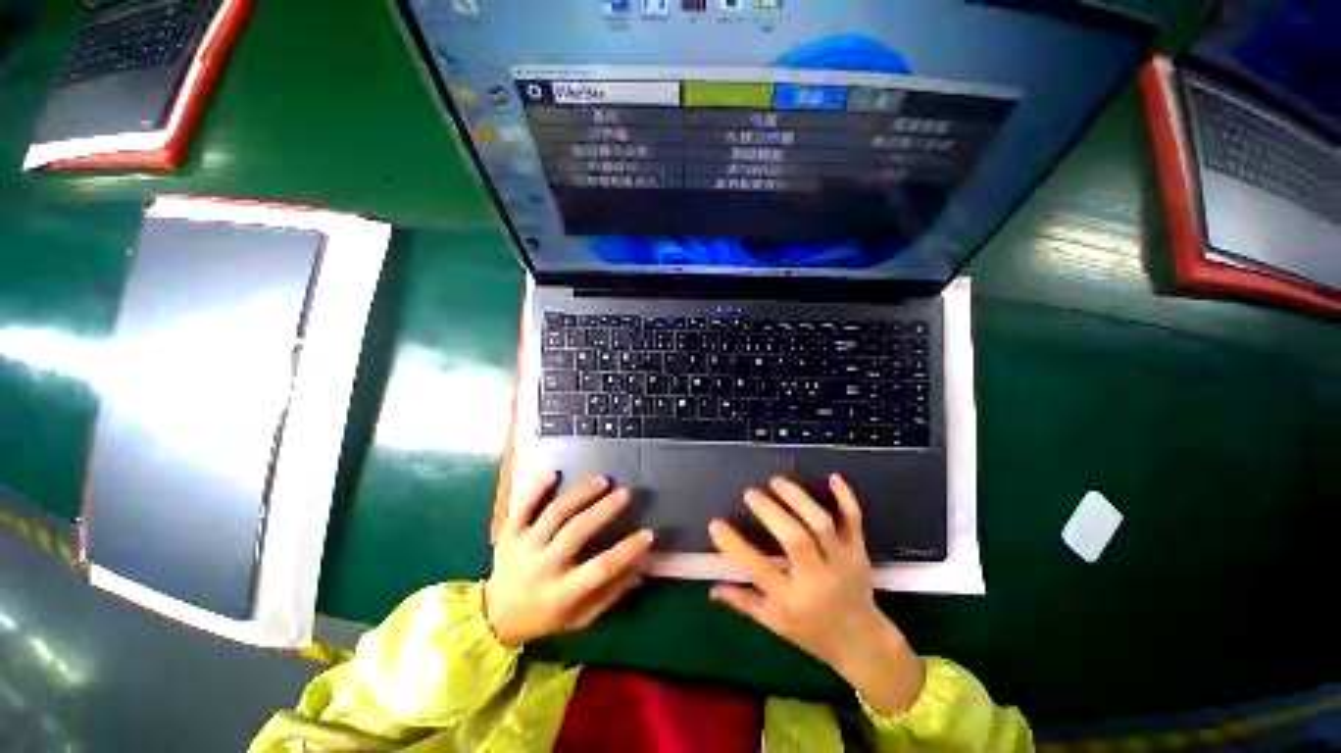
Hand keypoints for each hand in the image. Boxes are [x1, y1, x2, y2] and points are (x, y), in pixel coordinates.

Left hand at [485, 472, 653, 646]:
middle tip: (626, 493)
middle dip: (604, 510)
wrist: (495, 616)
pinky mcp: (508, 534)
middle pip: (576, 532)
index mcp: (561, 593)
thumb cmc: (546, 616)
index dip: (626, 550)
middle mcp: (542, 567)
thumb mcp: (580, 617)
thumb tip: (641, 567)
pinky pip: (523, 507)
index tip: (648, 534)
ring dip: (580, 494)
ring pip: (554, 514)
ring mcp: (523, 548)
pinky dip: (537, 489)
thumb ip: (611, 593)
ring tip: (602, 480)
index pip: (600, 568)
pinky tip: (555, 473)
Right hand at [708, 474, 925, 713]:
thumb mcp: (774, 624)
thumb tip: (711, 589)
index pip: (759, 569)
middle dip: (770, 511)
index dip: (734, 545)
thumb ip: (743, 602)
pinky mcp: (858, 550)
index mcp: (792, 599)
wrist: (863, 642)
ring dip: (798, 499)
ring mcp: (841, 561)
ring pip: (821, 524)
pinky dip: (846, 498)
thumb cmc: (812, 633)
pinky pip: (854, 520)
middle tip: (750, 493)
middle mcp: (817, 578)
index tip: (716, 524)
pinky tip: (833, 477)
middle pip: (795, 539)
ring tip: (776, 482)